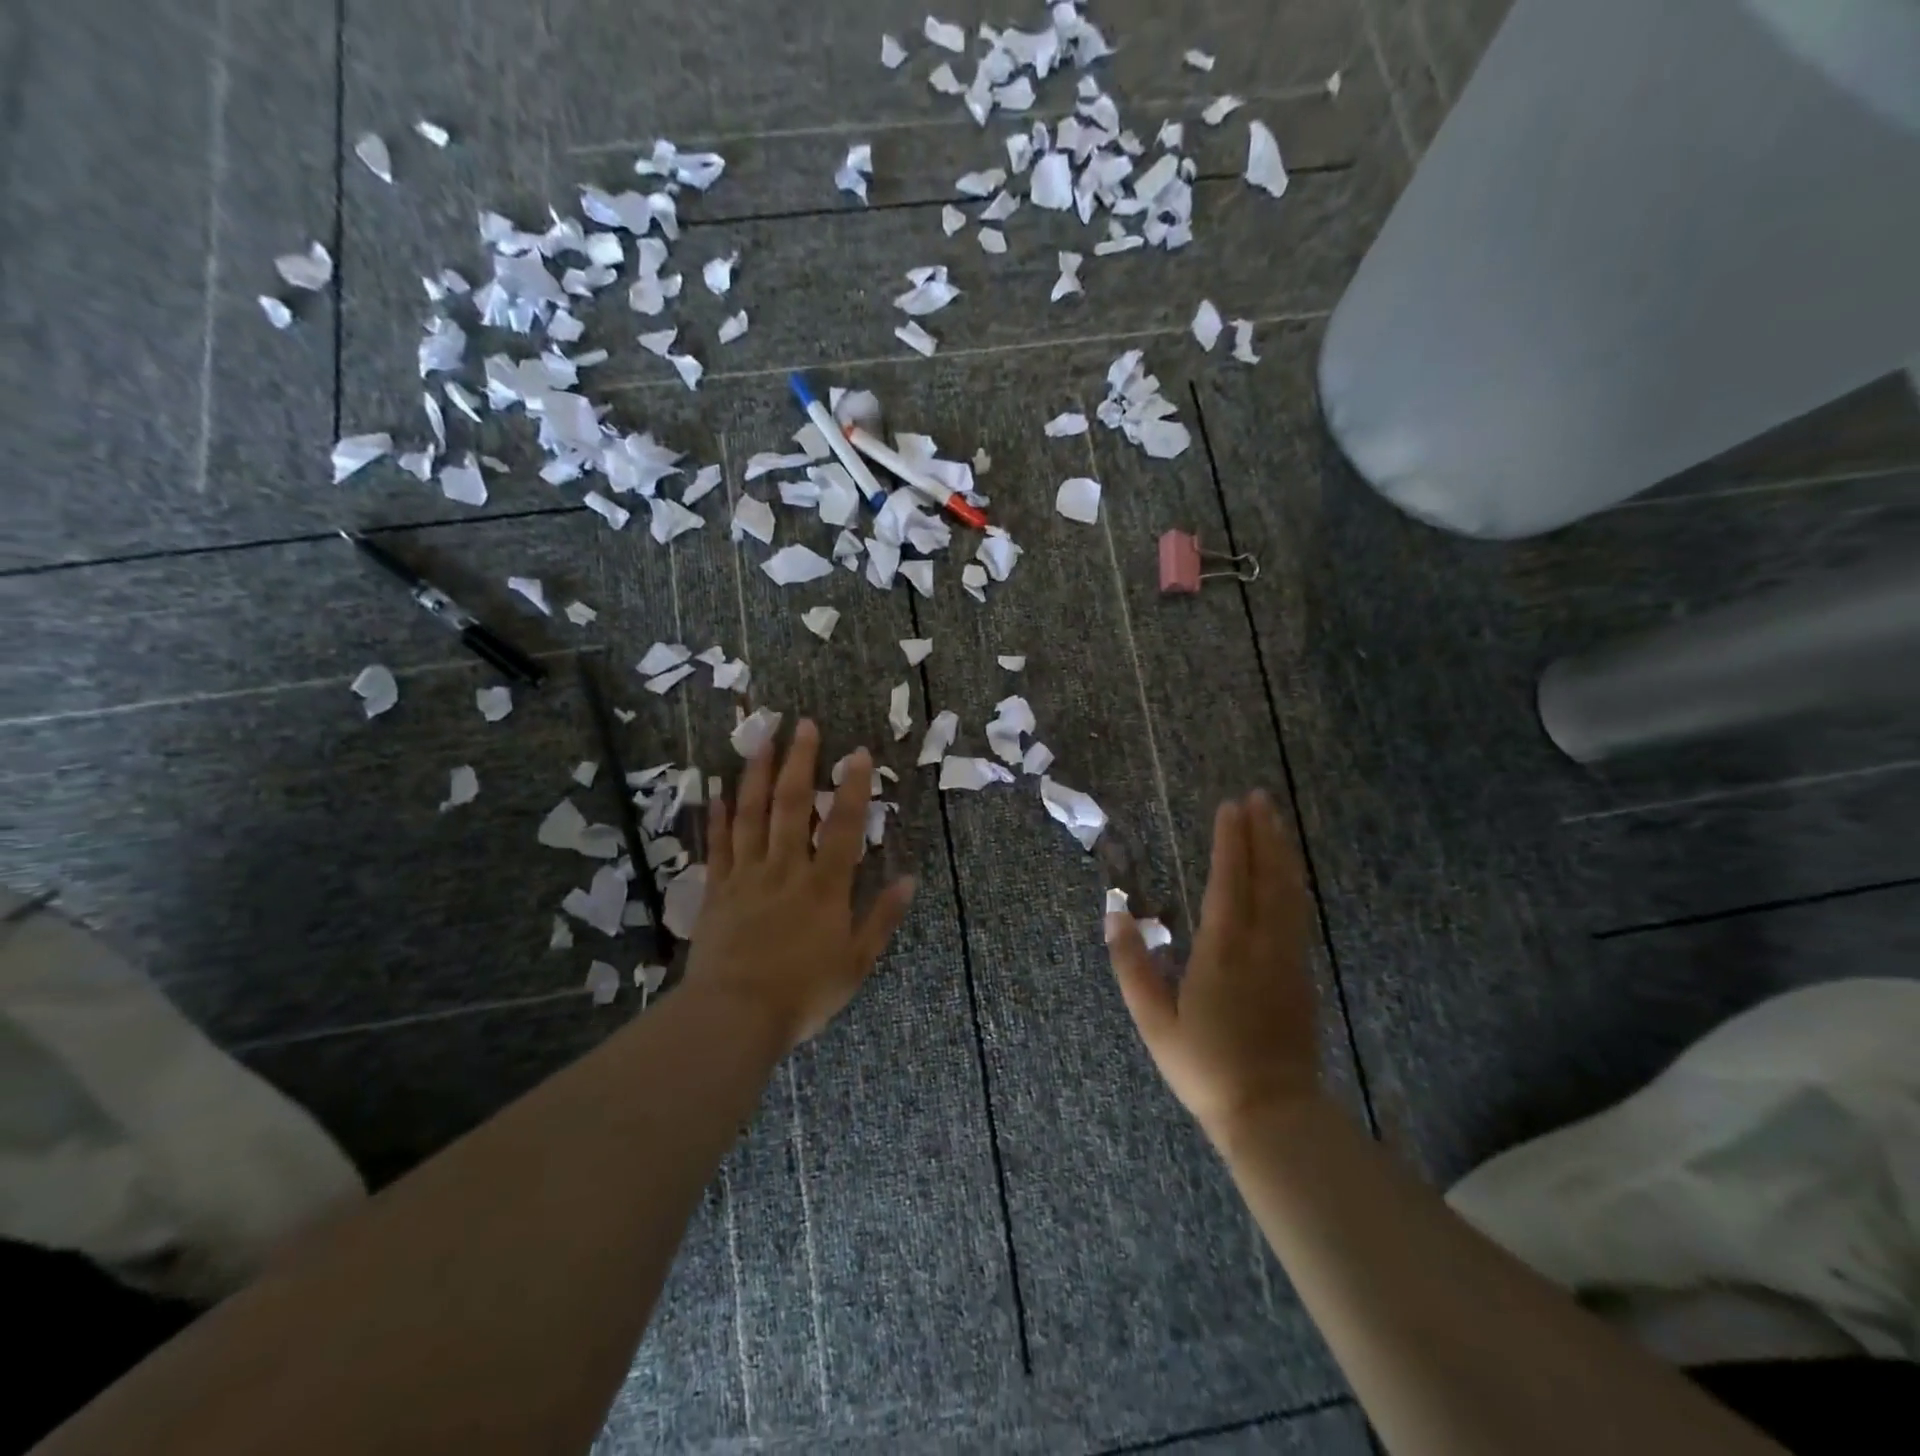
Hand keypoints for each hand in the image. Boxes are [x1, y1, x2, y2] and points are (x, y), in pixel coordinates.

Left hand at [686, 719, 915, 1050]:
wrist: (734, 1017)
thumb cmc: (803, 993)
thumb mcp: (857, 963)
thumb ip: (882, 918)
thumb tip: (910, 879)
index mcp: (824, 886)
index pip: (844, 826)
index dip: (853, 787)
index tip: (858, 752)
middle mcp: (786, 869)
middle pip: (793, 806)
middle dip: (801, 762)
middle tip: (804, 724)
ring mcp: (747, 876)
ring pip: (752, 814)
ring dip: (758, 774)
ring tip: (762, 739)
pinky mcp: (717, 890)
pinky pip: (718, 845)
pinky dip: (719, 816)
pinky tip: (717, 789)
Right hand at [1107, 791, 1320, 1137]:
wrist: (1272, 1114)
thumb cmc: (1205, 1067)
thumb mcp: (1154, 1022)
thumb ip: (1132, 966)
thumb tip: (1113, 914)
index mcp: (1223, 952)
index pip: (1229, 882)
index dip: (1230, 842)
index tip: (1230, 806)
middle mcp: (1262, 946)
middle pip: (1266, 878)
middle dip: (1262, 834)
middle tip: (1259, 797)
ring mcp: (1288, 960)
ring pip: (1289, 893)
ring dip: (1282, 852)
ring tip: (1277, 820)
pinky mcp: (1301, 975)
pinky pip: (1298, 914)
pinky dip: (1293, 883)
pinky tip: (1289, 874)